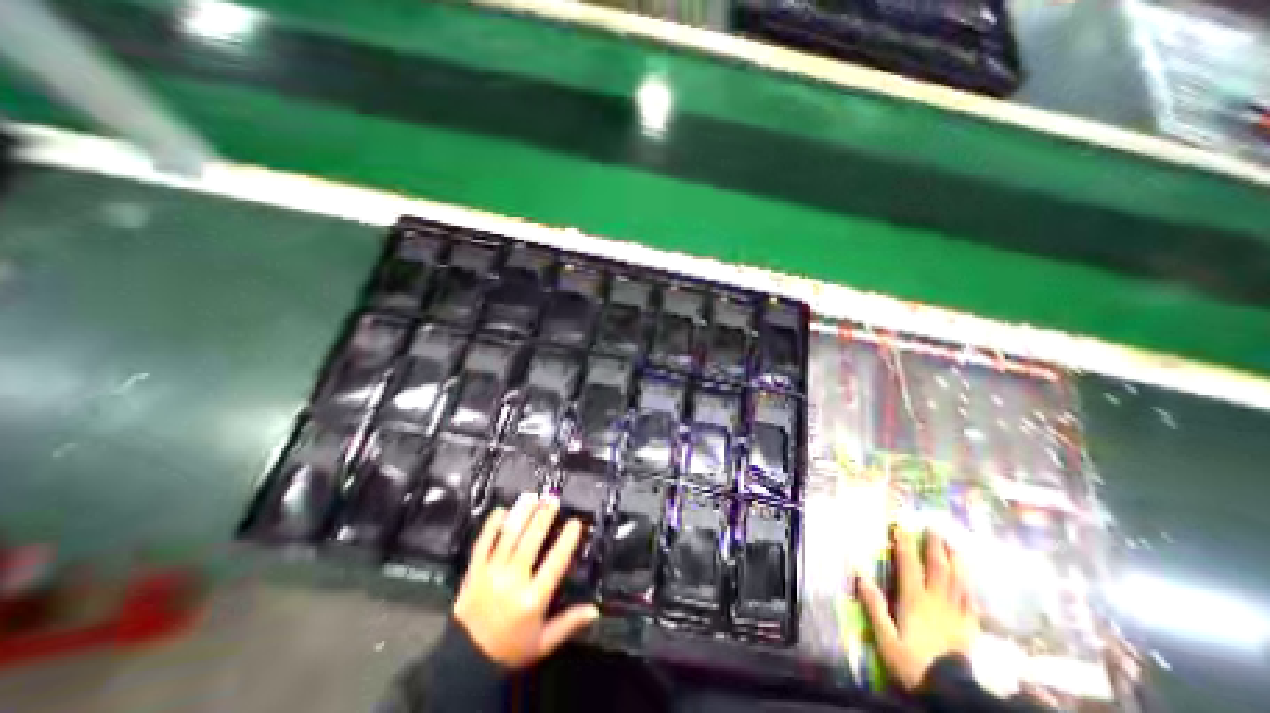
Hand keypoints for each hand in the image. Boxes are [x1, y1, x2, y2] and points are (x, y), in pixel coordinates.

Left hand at [452, 494, 602, 671]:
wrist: (464, 664)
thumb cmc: (510, 650)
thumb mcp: (543, 642)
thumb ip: (569, 623)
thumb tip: (595, 611)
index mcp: (532, 599)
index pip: (554, 563)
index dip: (566, 540)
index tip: (575, 522)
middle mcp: (512, 582)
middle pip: (530, 542)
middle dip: (543, 518)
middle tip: (553, 499)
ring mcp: (490, 575)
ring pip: (508, 538)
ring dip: (521, 515)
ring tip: (532, 497)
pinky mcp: (473, 573)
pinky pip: (482, 544)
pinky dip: (491, 526)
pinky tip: (501, 510)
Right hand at [853, 530, 980, 689]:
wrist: (955, 695)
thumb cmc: (915, 666)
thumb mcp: (887, 639)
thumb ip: (875, 607)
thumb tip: (860, 575)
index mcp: (915, 600)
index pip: (909, 565)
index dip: (904, 544)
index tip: (901, 525)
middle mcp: (938, 602)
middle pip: (939, 568)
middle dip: (935, 546)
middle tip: (934, 527)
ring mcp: (958, 615)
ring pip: (959, 581)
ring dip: (956, 561)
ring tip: (954, 545)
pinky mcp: (972, 630)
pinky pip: (972, 603)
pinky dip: (970, 588)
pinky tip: (970, 583)